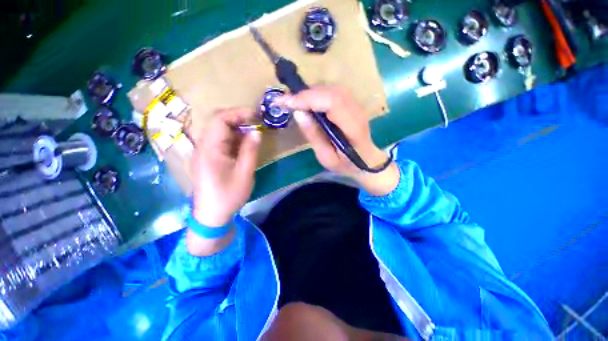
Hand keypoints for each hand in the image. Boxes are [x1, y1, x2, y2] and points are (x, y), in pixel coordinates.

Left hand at [191, 108, 260, 226]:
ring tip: (252, 133)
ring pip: (218, 131)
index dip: (238, 113)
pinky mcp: (206, 158)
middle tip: (256, 122)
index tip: (256, 115)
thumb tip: (257, 131)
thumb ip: (250, 150)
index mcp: (210, 149)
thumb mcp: (245, 173)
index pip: (220, 120)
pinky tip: (243, 144)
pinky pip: (219, 141)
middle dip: (237, 119)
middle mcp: (202, 147)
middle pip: (217, 122)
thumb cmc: (229, 196)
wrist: (211, 215)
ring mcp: (202, 152)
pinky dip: (232, 138)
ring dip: (236, 129)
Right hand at [276, 86, 398, 195]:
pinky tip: (307, 102)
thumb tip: (298, 113)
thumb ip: (314, 136)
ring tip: (293, 102)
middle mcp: (357, 112)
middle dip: (305, 94)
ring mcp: (357, 105)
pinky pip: (333, 92)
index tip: (287, 102)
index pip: (332, 102)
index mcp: (353, 128)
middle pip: (331, 92)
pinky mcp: (353, 104)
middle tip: (285, 101)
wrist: (367, 161)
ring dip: (310, 93)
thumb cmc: (346, 164)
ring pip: (331, 89)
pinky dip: (316, 94)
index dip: (308, 99)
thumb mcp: (327, 158)